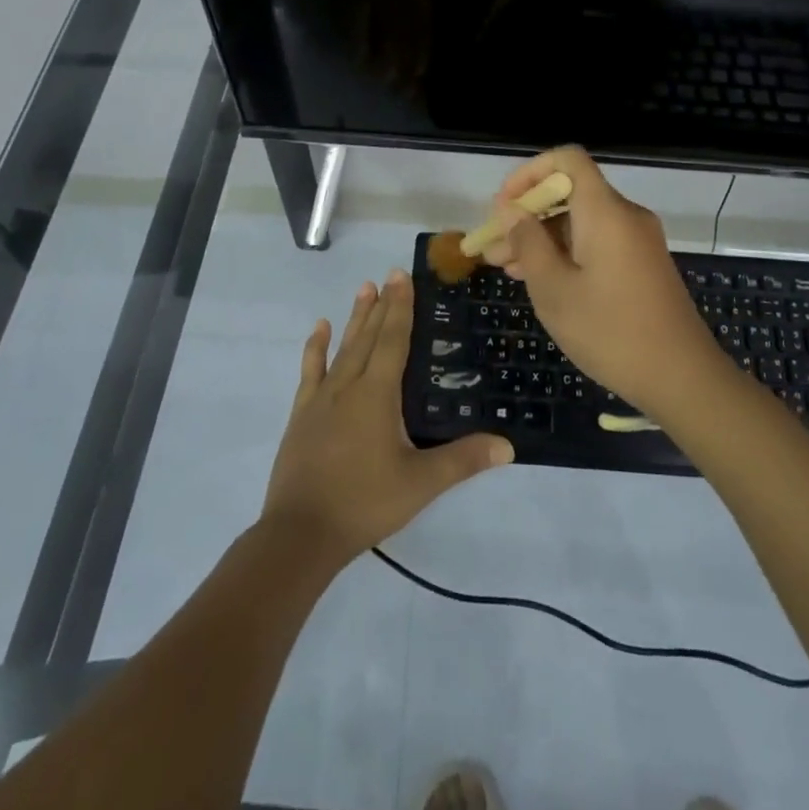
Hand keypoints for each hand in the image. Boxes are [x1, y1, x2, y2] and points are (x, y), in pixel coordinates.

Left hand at [261, 271, 513, 567]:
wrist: (300, 534)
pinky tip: (320, 329)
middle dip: (382, 305)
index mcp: (377, 395)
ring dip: (354, 318)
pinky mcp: (302, 415)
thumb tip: (508, 445)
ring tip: (364, 288)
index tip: (402, 276)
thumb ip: (463, 460)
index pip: (393, 340)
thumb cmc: (364, 503)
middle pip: (368, 337)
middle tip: (389, 274)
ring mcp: (321, 399)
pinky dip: (316, 348)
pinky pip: (310, 371)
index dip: (400, 308)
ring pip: (342, 348)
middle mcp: (348, 386)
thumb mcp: (420, 484)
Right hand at [482, 147, 715, 415]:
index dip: (529, 173)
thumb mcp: (554, 290)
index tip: (504, 207)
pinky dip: (567, 252)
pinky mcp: (643, 264)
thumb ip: (528, 243)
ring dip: (543, 238)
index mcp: (605, 212)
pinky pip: (598, 242)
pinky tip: (542, 280)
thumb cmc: (610, 332)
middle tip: (493, 249)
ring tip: (508, 269)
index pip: (567, 159)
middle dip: (528, 215)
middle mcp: (625, 216)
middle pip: (570, 193)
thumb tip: (511, 210)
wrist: (682, 378)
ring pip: (581, 222)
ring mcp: (638, 241)